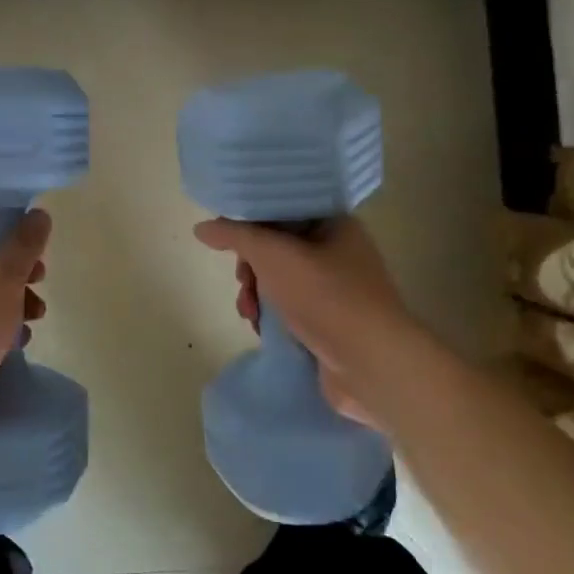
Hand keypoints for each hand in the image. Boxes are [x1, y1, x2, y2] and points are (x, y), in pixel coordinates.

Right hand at [195, 215, 422, 426]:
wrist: (371, 365)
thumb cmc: (325, 297)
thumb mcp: (272, 255)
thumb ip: (234, 236)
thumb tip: (202, 227)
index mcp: (334, 224)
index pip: (284, 209)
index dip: (253, 221)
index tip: (230, 240)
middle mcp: (339, 252)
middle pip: (278, 247)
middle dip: (251, 265)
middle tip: (242, 281)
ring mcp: (337, 290)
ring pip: (280, 280)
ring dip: (257, 294)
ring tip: (249, 312)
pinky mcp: (331, 322)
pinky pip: (290, 308)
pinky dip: (271, 316)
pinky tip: (261, 328)